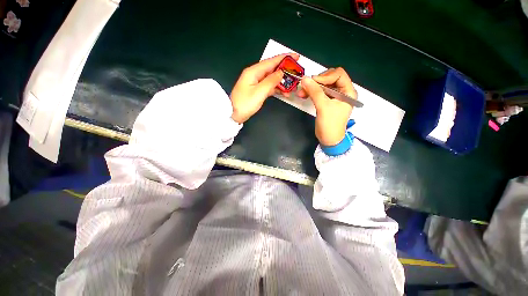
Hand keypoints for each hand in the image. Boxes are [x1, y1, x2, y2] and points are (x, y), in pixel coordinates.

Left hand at [230, 53, 299, 123]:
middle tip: (296, 72)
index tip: (296, 56)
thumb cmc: (245, 103)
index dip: (284, 58)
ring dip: (281, 81)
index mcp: (254, 71)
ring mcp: (255, 83)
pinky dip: (276, 88)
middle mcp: (254, 75)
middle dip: (285, 70)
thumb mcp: (259, 92)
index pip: (271, 62)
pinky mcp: (256, 90)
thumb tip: (281, 73)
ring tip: (292, 85)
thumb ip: (271, 81)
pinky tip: (284, 92)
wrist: (234, 115)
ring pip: (271, 78)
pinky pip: (268, 86)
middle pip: (272, 69)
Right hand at [298, 67, 356, 145]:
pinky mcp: (326, 101)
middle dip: (317, 81)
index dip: (326, 76)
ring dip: (311, 87)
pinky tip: (303, 95)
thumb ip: (315, 92)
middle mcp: (342, 91)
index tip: (313, 82)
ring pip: (322, 85)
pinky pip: (318, 92)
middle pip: (330, 78)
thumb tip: (304, 78)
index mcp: (348, 91)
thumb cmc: (330, 124)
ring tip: (301, 92)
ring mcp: (333, 96)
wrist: (328, 139)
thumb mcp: (323, 106)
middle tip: (306, 86)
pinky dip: (311, 92)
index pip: (339, 74)